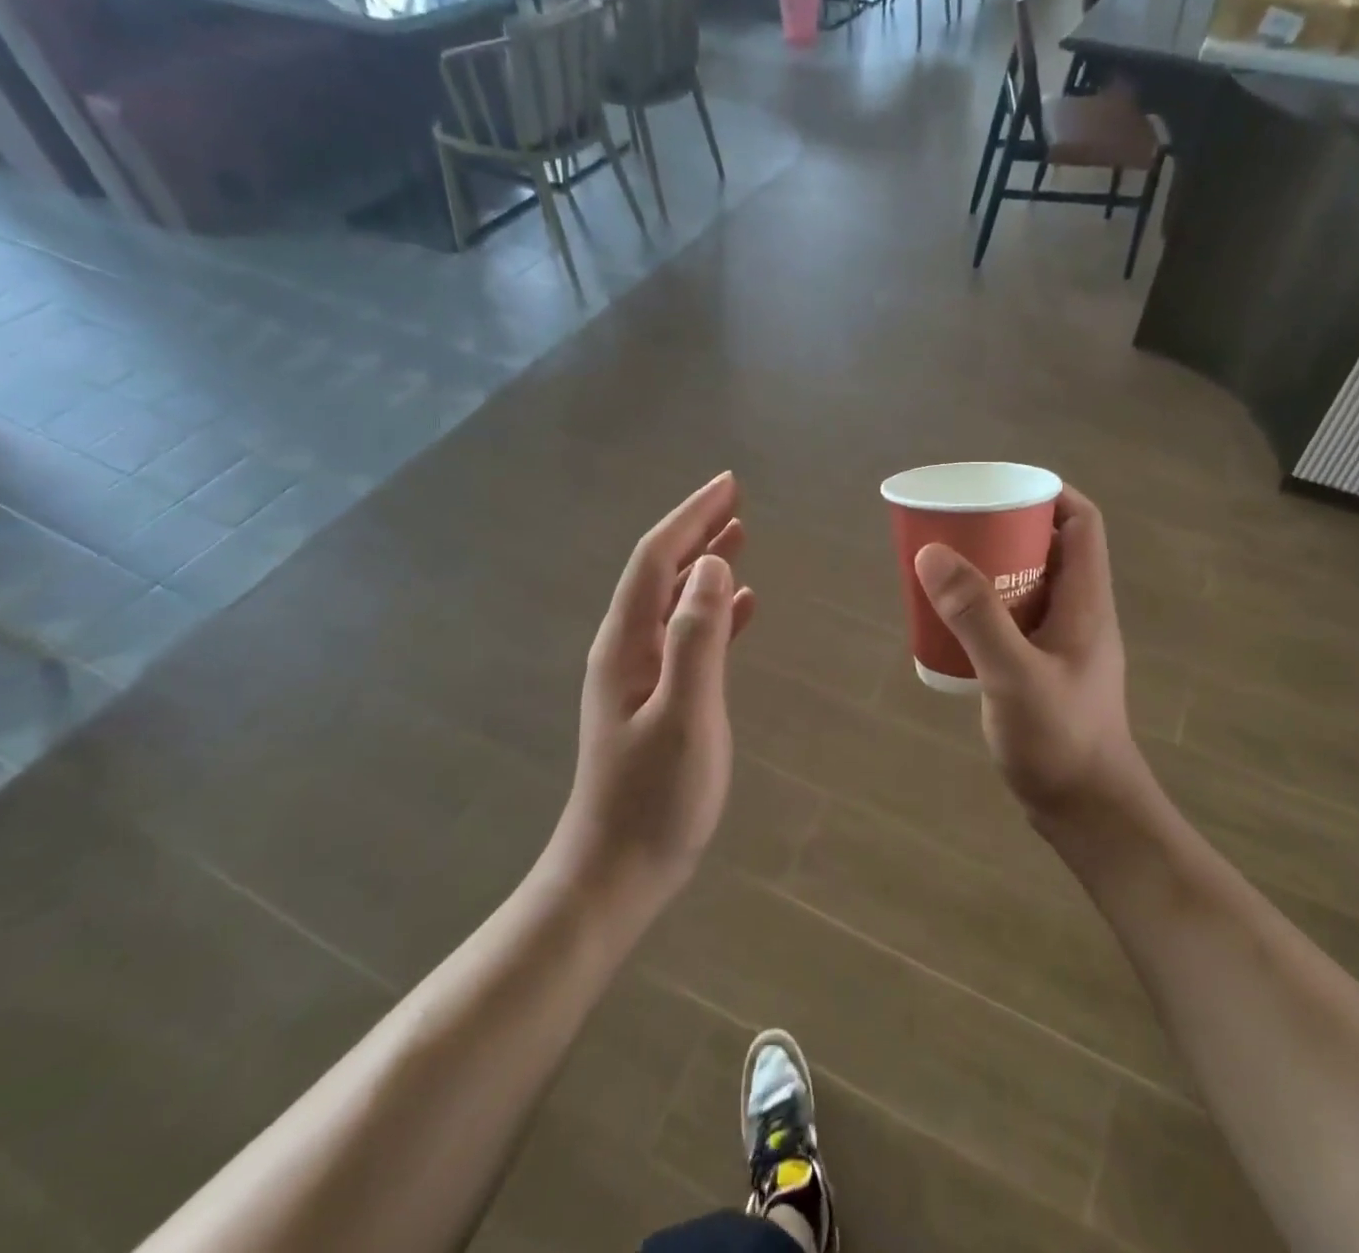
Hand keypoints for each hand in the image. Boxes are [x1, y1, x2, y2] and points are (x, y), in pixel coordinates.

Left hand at [560, 473, 754, 902]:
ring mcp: (640, 674)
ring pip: (675, 600)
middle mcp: (627, 648)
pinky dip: (714, 611)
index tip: (730, 485)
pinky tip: (742, 606)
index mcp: (627, 643)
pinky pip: (688, 636)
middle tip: (737, 500)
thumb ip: (698, 638)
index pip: (658, 559)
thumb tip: (714, 566)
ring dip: (705, 564)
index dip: (692, 517)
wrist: (616, 872)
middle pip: (662, 571)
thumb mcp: (684, 715)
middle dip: (697, 530)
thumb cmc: (654, 798)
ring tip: (740, 536)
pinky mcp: (658, 698)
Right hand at [914, 487, 1152, 820]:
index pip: (1081, 522)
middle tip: (957, 527)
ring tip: (946, 567)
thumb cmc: (1060, 739)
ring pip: (1029, 585)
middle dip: (1005, 529)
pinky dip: (987, 610)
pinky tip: (952, 623)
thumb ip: (975, 614)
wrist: (1086, 810)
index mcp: (1086, 600)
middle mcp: (1080, 613)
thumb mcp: (1013, 673)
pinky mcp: (1045, 670)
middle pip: (1049, 548)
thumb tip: (933, 552)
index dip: (1048, 494)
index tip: (998, 488)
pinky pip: (1016, 620)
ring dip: (992, 570)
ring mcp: (1064, 644)